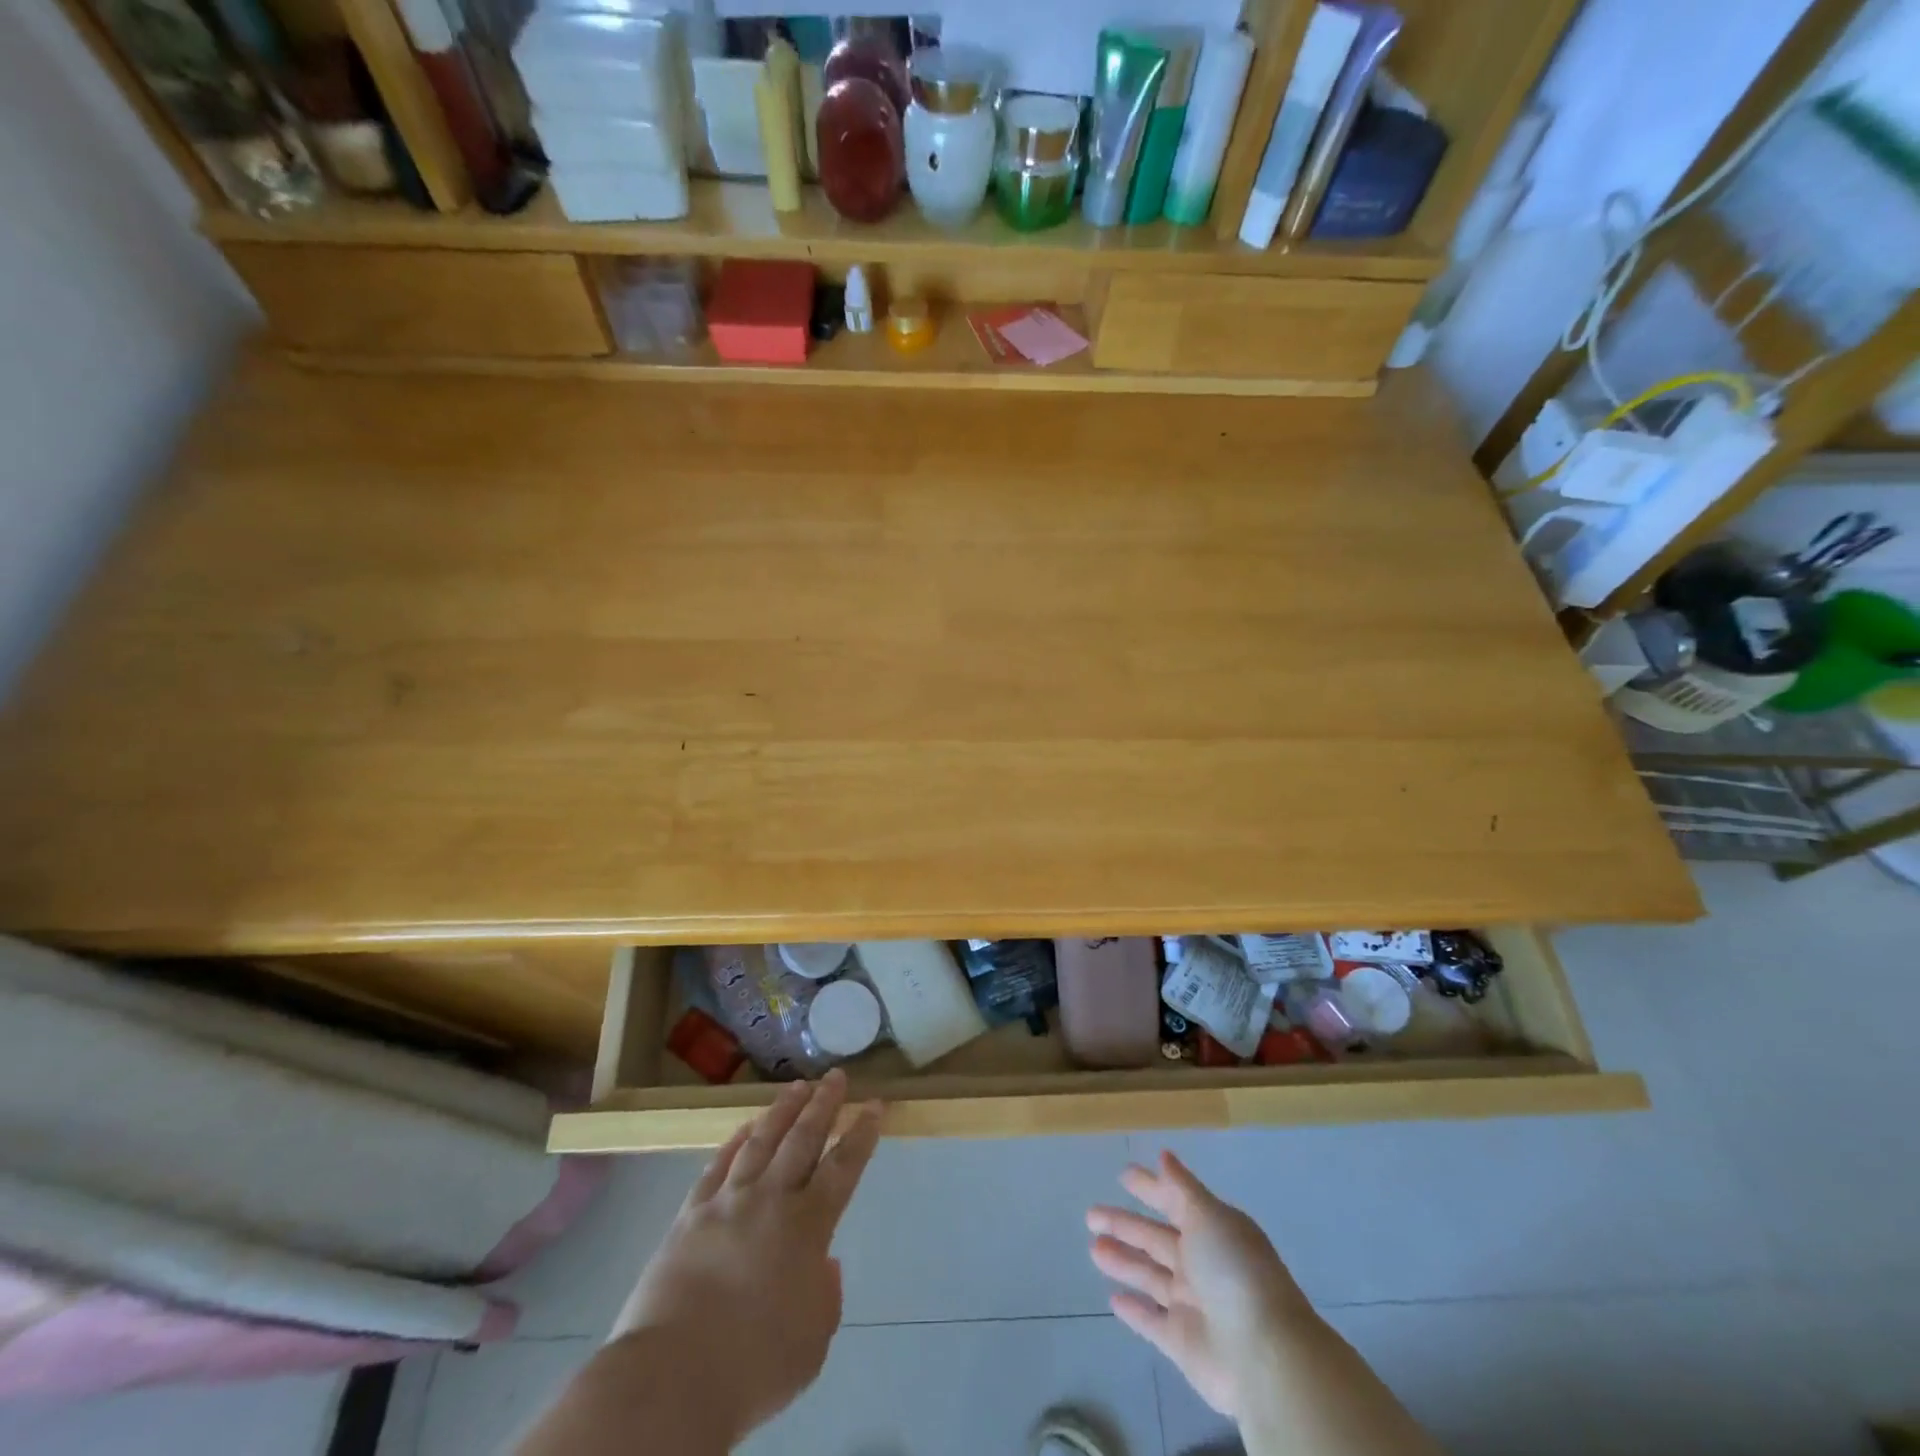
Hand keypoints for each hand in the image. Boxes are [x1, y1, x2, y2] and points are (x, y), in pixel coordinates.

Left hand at [611, 1070, 881, 1444]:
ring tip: (797, 1087)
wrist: (671, 1379)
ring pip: (762, 1140)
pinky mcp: (690, 1214)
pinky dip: (734, 1142)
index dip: (862, 1132)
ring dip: (782, 1110)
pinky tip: (745, 1128)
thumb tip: (822, 1264)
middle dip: (824, 1103)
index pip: (844, 1166)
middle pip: (803, 1138)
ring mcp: (727, 1201)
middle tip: (836, 1076)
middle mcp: (771, 1199)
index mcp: (807, 1227)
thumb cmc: (753, 1367)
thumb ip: (824, 1296)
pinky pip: (717, 1165)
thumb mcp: (812, 1343)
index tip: (875, 1104)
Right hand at [1088, 1150, 1315, 1419]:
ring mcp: (1192, 1304)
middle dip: (1125, 1225)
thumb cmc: (1234, 1271)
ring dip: (1123, 1261)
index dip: (1150, 1188)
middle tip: (1091, 1214)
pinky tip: (1113, 1298)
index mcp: (1213, 1230)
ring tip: (1093, 1248)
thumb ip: (1182, 1188)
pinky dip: (1135, 1310)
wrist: (1262, 1354)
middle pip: (1156, 1239)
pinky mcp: (1183, 1342)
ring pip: (1150, 1276)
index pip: (1175, 1202)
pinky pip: (1152, 1321)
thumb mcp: (1208, 1216)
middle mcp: (1203, 1263)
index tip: (1123, 1175)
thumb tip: (1164, 1155)